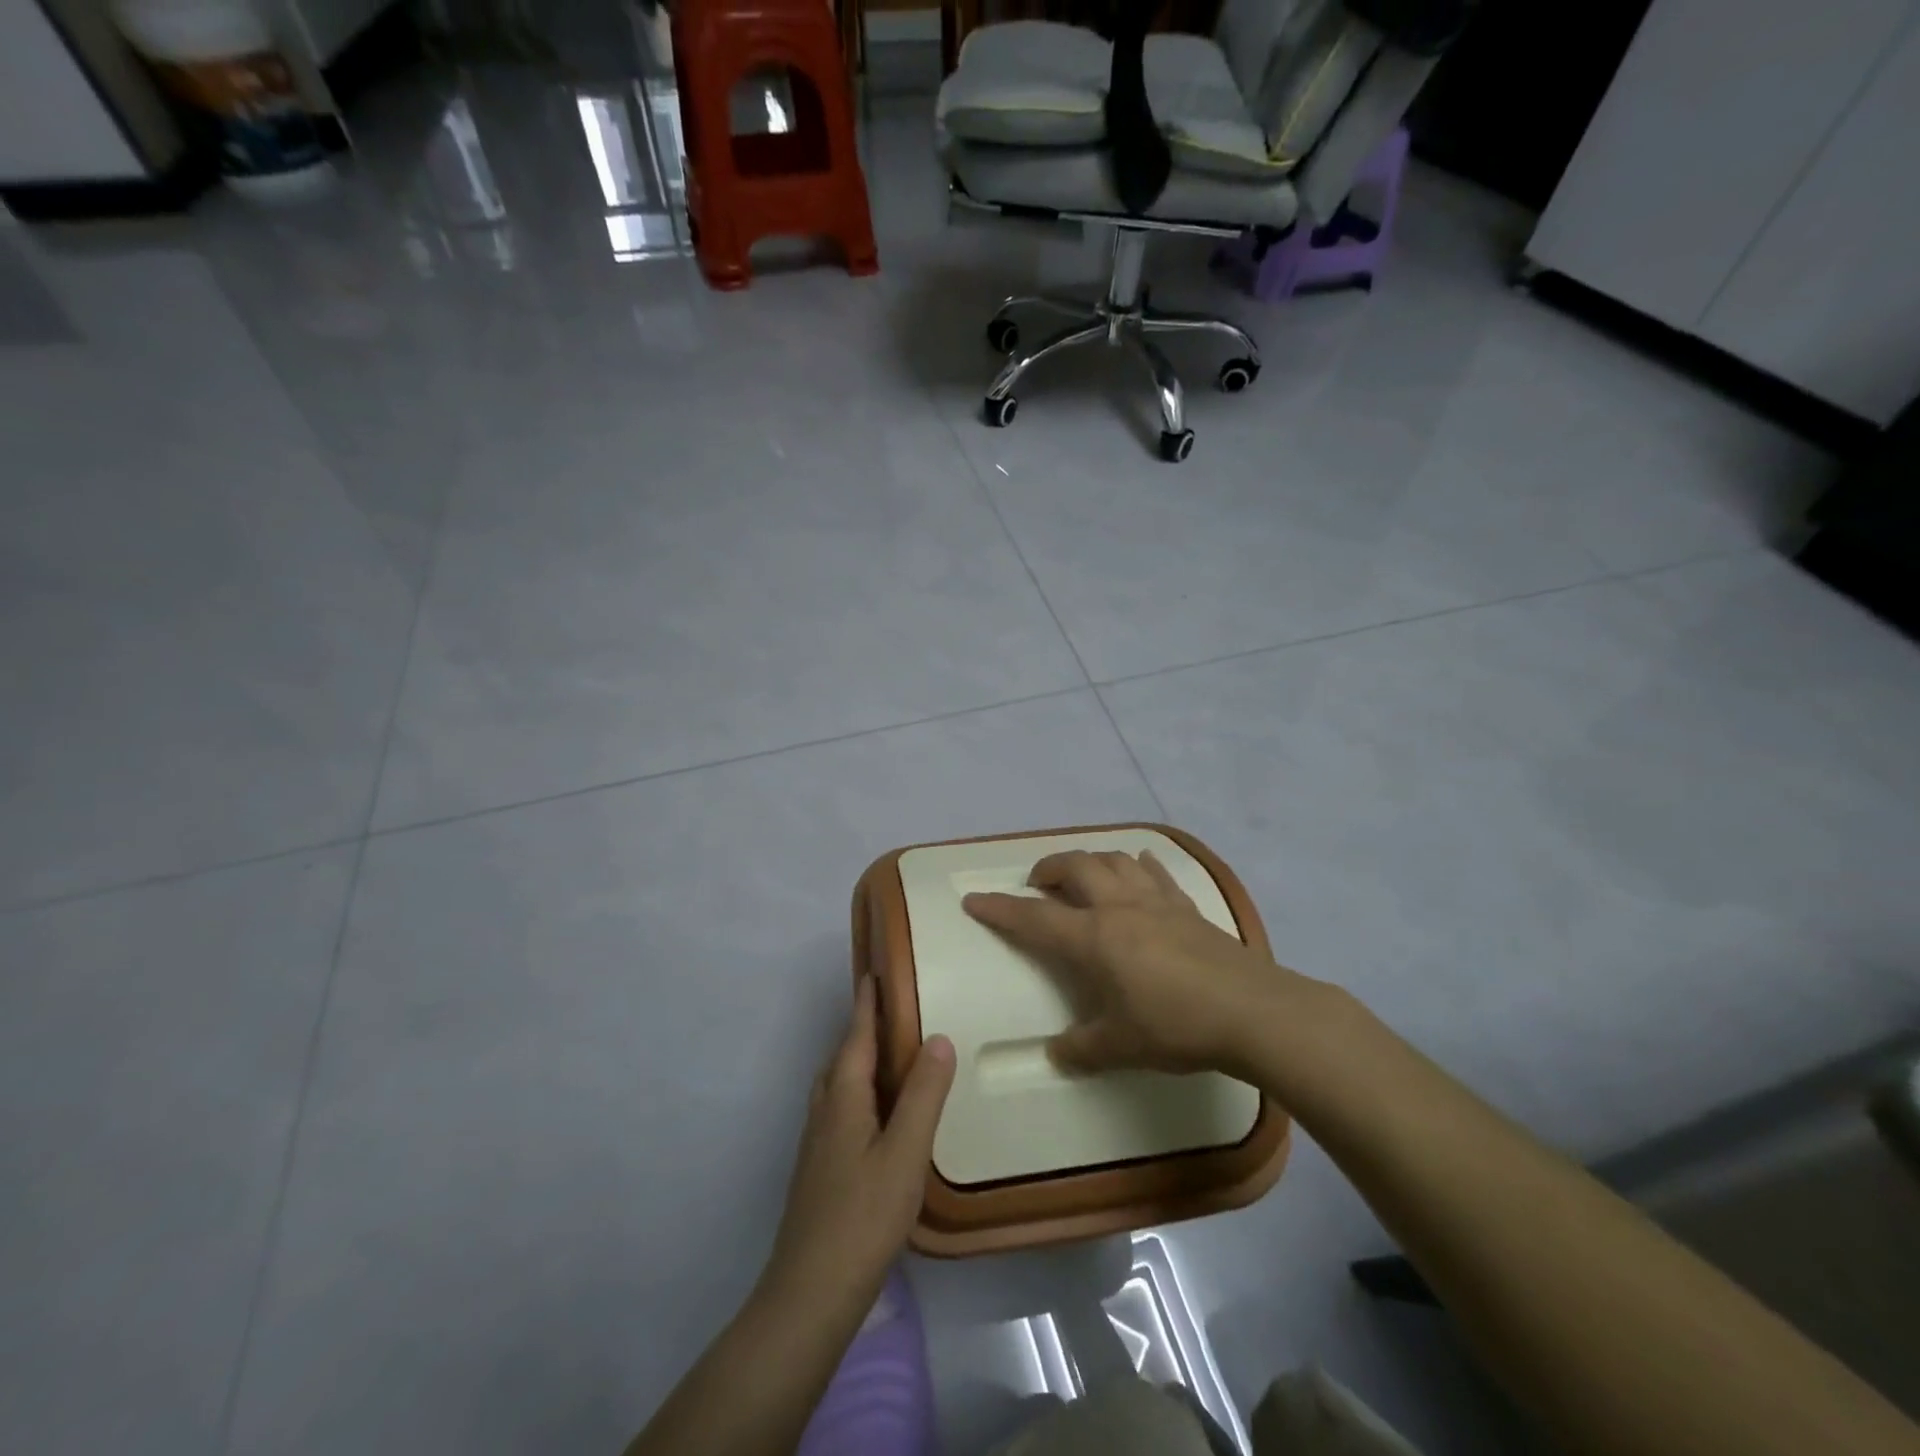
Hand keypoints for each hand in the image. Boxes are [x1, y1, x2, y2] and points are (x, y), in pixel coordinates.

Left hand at [763, 977, 954, 1313]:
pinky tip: (880, 1111)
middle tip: (894, 1005)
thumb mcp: (905, 1154)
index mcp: (844, 1096)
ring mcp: (819, 1140)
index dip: (868, 1002)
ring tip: (892, 1051)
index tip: (876, 969)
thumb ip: (923, 1095)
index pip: (857, 1034)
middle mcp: (825, 1108)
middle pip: (845, 1054)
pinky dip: (862, 1089)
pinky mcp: (821, 1167)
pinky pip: (843, 1106)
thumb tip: (938, 1037)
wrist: (810, 1293)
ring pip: (840, 1083)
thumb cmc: (862, 1217)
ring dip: (861, 1057)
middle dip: (865, 1025)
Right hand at [963, 849, 1293, 1076]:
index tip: (975, 900)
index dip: (1000, 909)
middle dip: (1047, 869)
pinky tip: (1138, 866)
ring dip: (1089, 860)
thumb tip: (1056, 1052)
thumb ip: (1082, 1048)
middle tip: (1037, 883)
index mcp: (1093, 938)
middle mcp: (1119, 908)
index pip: (1034, 918)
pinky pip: (1157, 872)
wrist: (1252, 1012)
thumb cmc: (1177, 1026)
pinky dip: (1139, 864)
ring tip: (1082, 874)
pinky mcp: (1187, 907)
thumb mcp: (1121, 1047)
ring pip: (1114, 860)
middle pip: (1075, 867)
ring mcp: (1156, 902)